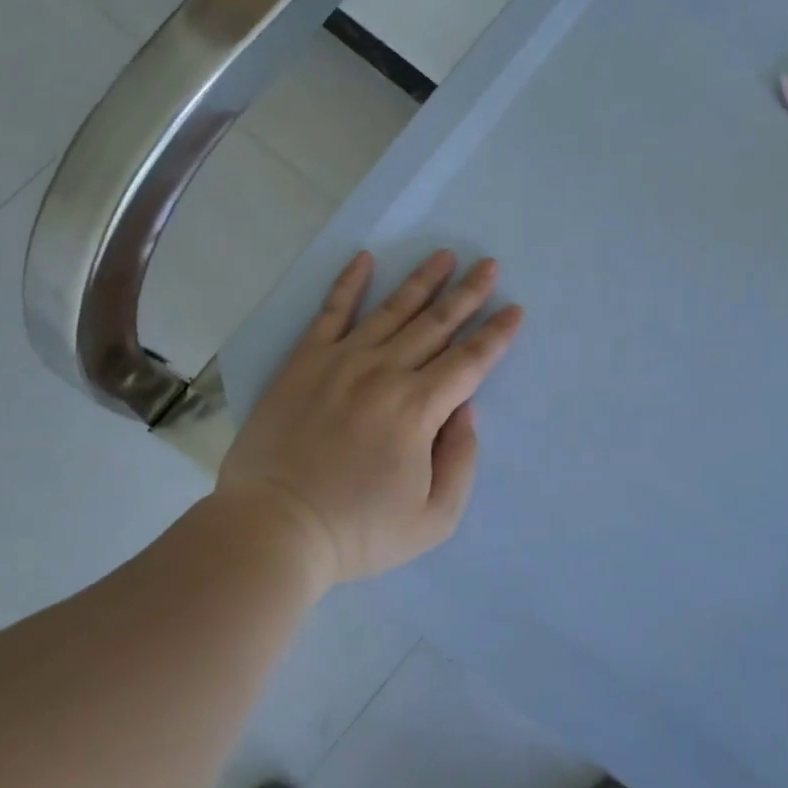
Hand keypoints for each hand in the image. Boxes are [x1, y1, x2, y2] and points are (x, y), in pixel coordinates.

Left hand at [214, 250, 523, 590]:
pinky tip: (363, 259)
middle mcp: (384, 373)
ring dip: (422, 281)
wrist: (273, 529)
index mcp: (419, 408)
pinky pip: (330, 313)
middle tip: (489, 265)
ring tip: (444, 255)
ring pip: (391, 310)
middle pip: (436, 324)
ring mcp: (340, 362)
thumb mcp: (434, 518)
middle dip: (468, 294)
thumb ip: (461, 459)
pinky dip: (347, 284)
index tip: (514, 310)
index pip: (470, 361)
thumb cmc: (358, 532)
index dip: (496, 334)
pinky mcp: (303, 363)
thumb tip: (465, 410)